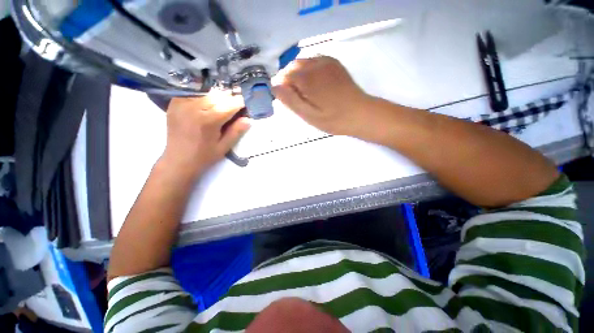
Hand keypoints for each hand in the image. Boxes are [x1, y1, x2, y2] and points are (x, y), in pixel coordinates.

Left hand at [162, 90, 249, 175]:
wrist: (178, 160)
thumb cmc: (204, 156)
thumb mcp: (224, 147)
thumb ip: (236, 131)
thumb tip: (248, 119)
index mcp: (209, 120)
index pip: (230, 104)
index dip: (240, 104)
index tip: (244, 107)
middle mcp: (195, 107)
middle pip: (219, 95)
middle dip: (229, 100)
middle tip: (232, 110)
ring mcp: (182, 103)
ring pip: (207, 93)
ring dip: (217, 98)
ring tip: (219, 108)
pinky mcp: (175, 103)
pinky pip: (194, 94)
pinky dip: (203, 97)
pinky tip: (205, 107)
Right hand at [272, 56, 373, 136]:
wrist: (360, 113)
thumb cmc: (333, 119)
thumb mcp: (309, 115)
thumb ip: (290, 100)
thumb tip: (274, 86)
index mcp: (308, 78)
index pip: (284, 76)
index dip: (282, 88)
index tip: (287, 101)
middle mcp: (315, 64)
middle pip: (292, 66)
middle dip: (289, 80)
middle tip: (296, 98)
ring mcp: (326, 61)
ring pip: (302, 62)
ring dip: (298, 74)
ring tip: (305, 92)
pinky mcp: (334, 63)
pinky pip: (314, 61)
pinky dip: (309, 70)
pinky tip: (314, 84)